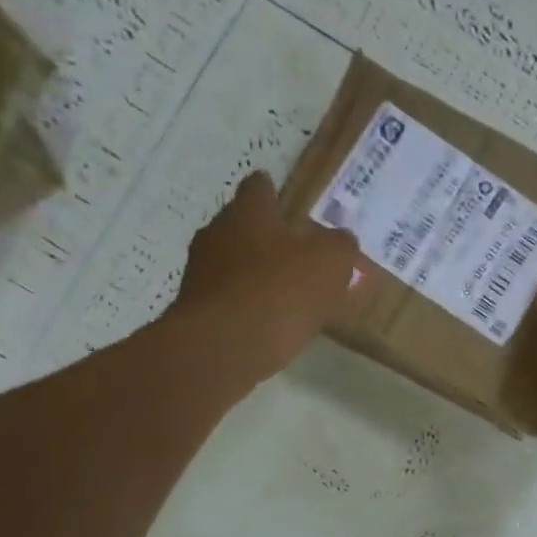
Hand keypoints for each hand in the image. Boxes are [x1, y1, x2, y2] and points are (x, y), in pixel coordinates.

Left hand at [171, 171, 357, 383]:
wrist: (221, 348)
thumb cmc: (278, 292)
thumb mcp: (329, 264)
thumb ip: (340, 246)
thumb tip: (341, 240)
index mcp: (248, 212)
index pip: (258, 187)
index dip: (274, 193)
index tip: (286, 204)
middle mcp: (216, 234)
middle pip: (242, 226)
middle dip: (266, 238)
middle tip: (296, 255)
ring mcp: (200, 274)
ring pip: (232, 264)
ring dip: (254, 275)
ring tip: (285, 296)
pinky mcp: (195, 311)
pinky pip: (227, 299)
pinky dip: (245, 306)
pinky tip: (267, 324)